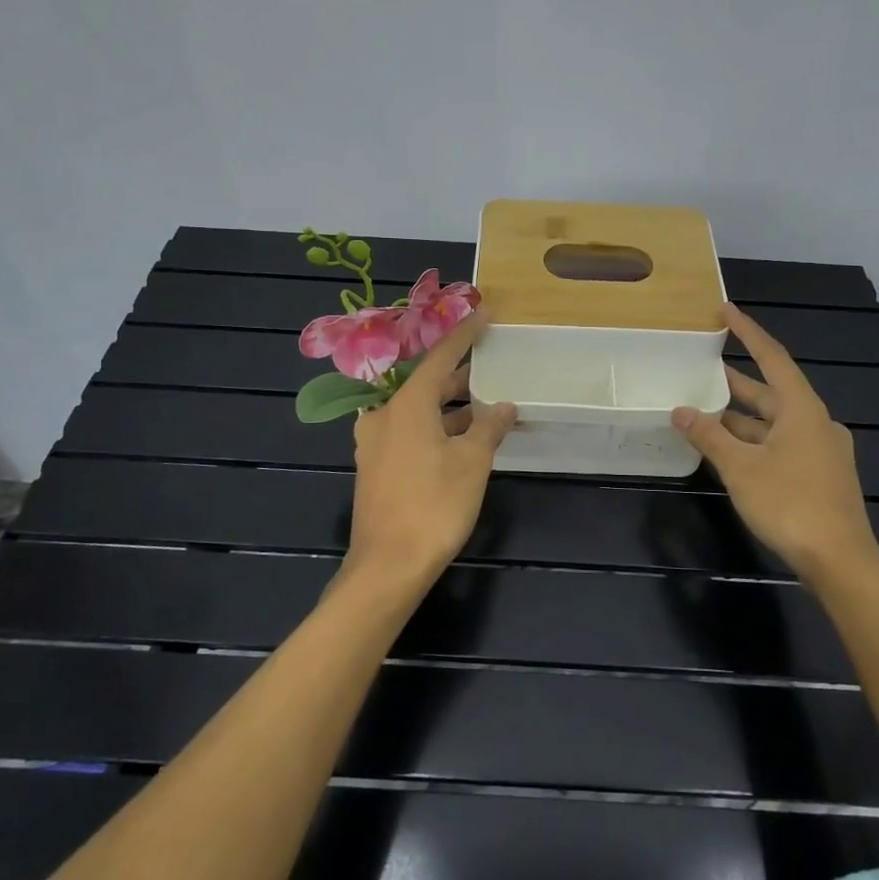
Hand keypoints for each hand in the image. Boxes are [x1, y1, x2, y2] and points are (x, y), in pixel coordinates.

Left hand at [348, 311, 516, 585]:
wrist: (387, 566)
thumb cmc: (434, 506)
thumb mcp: (472, 462)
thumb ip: (489, 427)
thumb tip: (503, 406)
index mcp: (406, 405)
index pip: (440, 357)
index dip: (465, 334)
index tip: (486, 313)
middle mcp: (384, 415)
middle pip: (426, 383)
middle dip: (459, 375)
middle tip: (491, 365)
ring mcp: (375, 442)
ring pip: (417, 411)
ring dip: (449, 407)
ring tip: (484, 405)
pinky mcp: (376, 467)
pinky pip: (408, 432)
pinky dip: (435, 428)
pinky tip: (460, 439)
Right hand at [673, 304, 878, 582]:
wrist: (840, 561)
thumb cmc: (790, 504)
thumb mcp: (740, 468)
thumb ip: (709, 436)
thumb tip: (680, 410)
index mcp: (802, 409)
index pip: (772, 357)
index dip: (747, 332)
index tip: (725, 311)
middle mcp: (815, 422)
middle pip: (771, 391)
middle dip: (736, 380)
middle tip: (702, 365)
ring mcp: (820, 450)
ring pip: (773, 422)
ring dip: (741, 416)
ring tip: (704, 407)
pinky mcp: (819, 475)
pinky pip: (780, 444)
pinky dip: (753, 440)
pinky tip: (728, 449)